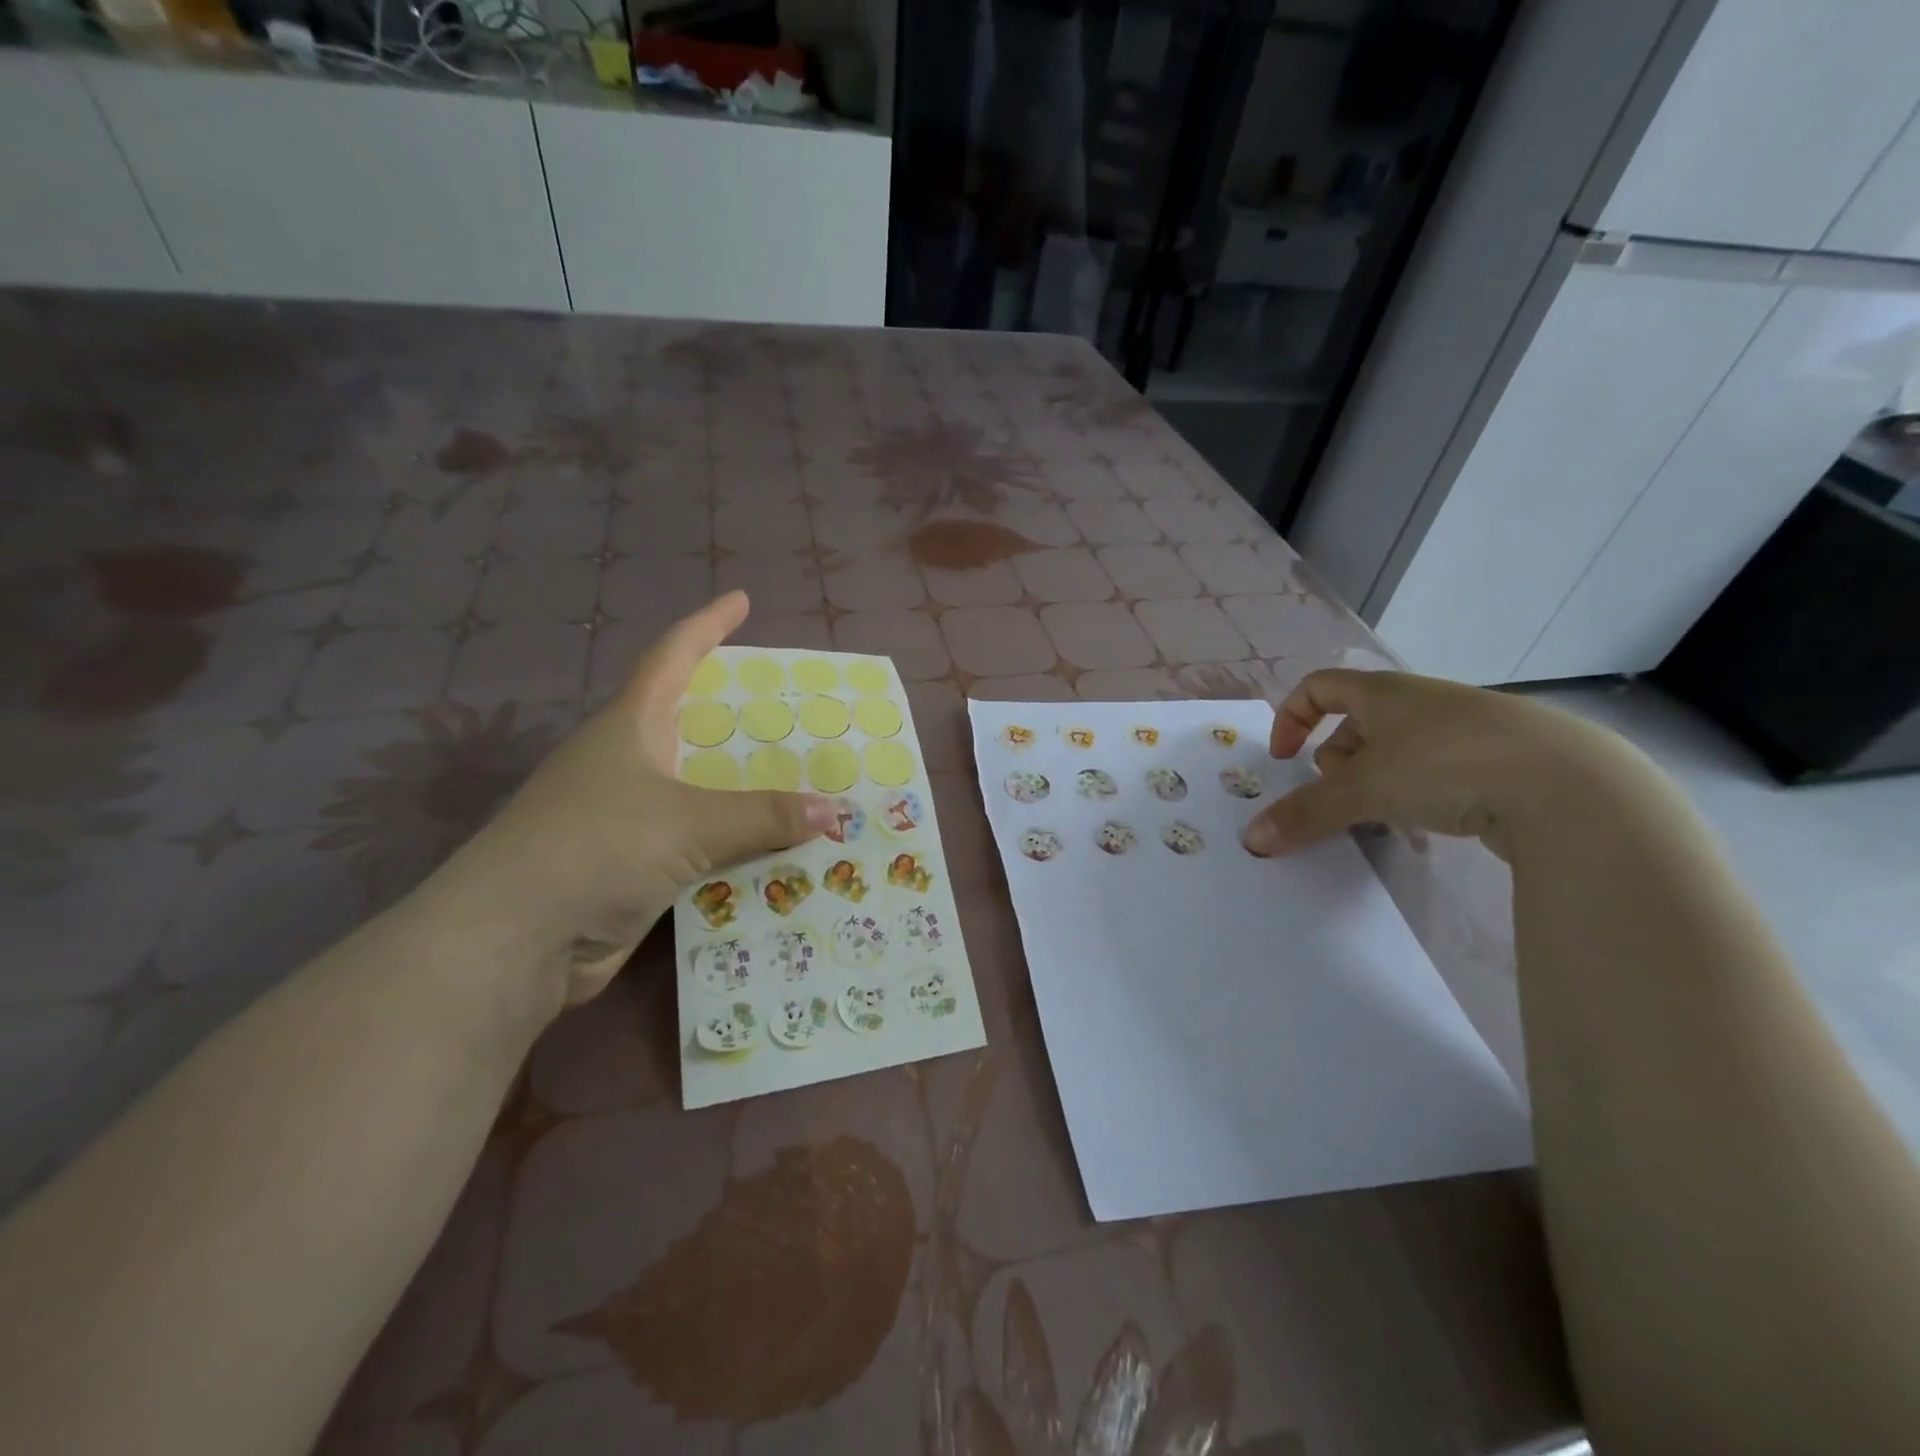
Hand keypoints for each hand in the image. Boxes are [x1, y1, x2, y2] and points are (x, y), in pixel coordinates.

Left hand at [442, 592, 836, 1005]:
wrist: (513, 943)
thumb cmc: (595, 848)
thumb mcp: (688, 822)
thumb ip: (762, 816)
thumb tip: (831, 810)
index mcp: (630, 728)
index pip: (672, 657)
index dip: (707, 625)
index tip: (740, 600)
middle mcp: (628, 765)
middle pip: (693, 726)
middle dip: (742, 718)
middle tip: (797, 712)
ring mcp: (628, 818)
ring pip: (703, 792)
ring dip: (748, 792)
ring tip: (805, 783)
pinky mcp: (634, 867)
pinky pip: (701, 845)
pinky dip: (737, 846)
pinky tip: (778, 852)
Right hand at [1240, 669, 1616, 860]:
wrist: (1569, 785)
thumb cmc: (1446, 764)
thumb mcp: (1363, 789)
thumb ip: (1305, 813)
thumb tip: (1252, 840)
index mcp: (1385, 692)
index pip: (1319, 687)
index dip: (1292, 719)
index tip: (1285, 758)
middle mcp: (1422, 703)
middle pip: (1357, 725)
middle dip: (1337, 763)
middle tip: (1340, 797)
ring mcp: (1464, 730)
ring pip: (1397, 752)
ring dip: (1376, 783)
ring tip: (1383, 818)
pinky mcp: (1500, 761)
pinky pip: (1437, 773)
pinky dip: (1418, 796)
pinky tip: (1428, 828)